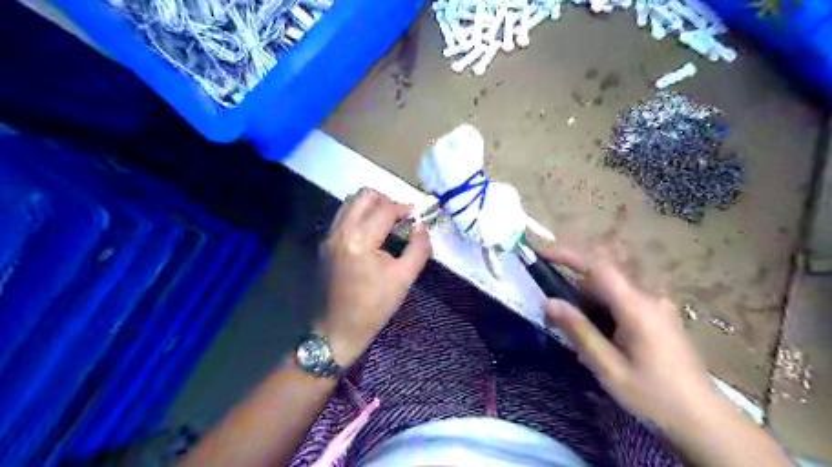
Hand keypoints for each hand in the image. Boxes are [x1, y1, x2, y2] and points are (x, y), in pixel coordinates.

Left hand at [320, 187, 432, 366]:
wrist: (336, 330)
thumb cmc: (373, 307)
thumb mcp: (404, 279)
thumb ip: (418, 248)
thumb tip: (420, 226)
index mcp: (360, 240)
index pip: (385, 209)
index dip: (404, 209)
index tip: (415, 218)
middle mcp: (340, 231)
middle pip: (363, 195)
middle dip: (385, 200)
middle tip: (399, 217)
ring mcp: (328, 236)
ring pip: (350, 203)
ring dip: (371, 206)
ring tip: (385, 224)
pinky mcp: (324, 244)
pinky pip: (342, 216)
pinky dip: (359, 216)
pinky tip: (370, 235)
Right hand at [544, 249, 719, 430]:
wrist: (704, 421)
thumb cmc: (654, 397)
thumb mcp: (609, 368)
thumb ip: (579, 331)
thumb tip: (548, 302)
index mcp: (637, 307)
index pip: (598, 266)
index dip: (568, 255)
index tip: (542, 253)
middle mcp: (649, 298)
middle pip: (604, 274)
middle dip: (574, 281)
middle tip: (553, 304)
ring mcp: (657, 305)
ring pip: (612, 287)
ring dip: (587, 296)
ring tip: (572, 324)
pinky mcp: (659, 316)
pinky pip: (623, 298)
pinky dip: (601, 305)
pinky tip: (598, 332)